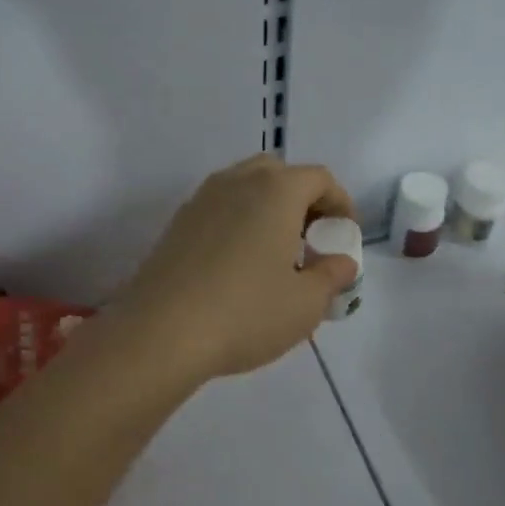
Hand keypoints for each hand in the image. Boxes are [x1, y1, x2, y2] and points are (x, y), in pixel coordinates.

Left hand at [108, 156, 358, 383]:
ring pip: (244, 187)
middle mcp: (236, 182)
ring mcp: (200, 201)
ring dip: (267, 208)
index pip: (319, 178)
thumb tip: (341, 262)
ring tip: (276, 251)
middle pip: (278, 173)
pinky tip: (240, 264)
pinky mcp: (176, 225)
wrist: (160, 333)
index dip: (340, 202)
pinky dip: (238, 221)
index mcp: (275, 190)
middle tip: (311, 237)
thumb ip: (331, 276)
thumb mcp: (305, 303)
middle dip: (301, 198)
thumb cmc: (245, 313)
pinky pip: (219, 209)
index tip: (344, 234)